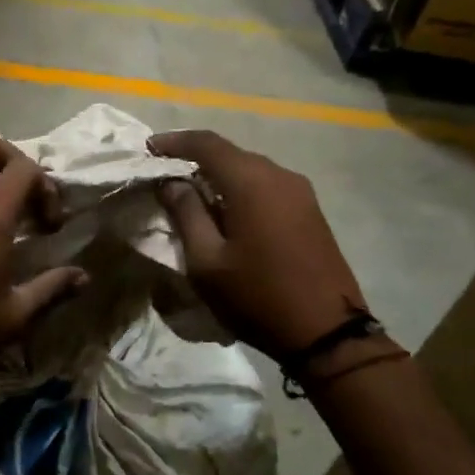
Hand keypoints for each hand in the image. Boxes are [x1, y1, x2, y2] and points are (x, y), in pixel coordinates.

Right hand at [149, 129, 366, 361]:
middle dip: (195, 158)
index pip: (206, 143)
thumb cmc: (257, 296)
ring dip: (218, 175)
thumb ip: (186, 213)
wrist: (327, 332)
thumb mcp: (207, 261)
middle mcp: (278, 175)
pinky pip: (266, 185)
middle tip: (164, 175)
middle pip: (230, 153)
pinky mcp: (310, 209)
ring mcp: (300, 191)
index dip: (174, 141)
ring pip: (249, 169)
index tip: (148, 149)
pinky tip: (226, 211)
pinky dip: (240, 189)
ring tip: (191, 195)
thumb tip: (171, 182)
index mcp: (251, 181)